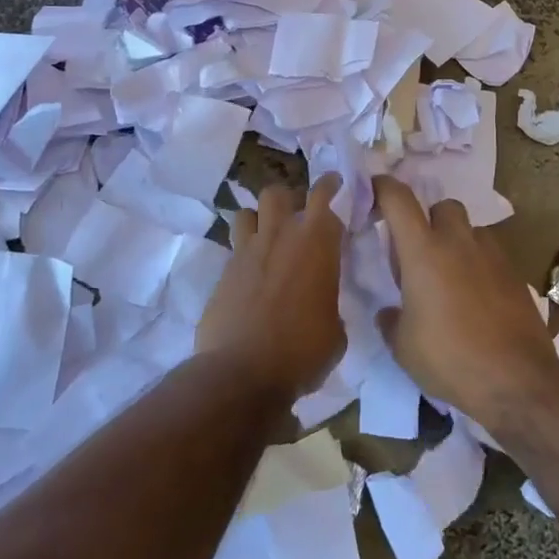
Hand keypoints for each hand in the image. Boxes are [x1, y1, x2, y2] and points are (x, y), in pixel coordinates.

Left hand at [195, 174, 344, 399]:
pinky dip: (243, 253)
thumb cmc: (302, 352)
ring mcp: (247, 251)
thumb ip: (330, 304)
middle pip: (279, 192)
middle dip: (289, 199)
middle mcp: (280, 236)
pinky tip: (251, 275)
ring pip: (247, 211)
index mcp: (317, 243)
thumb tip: (322, 306)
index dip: (331, 187)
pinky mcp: (223, 272)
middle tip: (298, 218)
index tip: (335, 185)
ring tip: (268, 240)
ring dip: (259, 220)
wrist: (242, 372)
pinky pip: (234, 247)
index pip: (325, 196)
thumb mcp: (335, 331)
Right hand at [372, 176, 558, 423]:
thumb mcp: (403, 347)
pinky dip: (479, 264)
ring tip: (450, 277)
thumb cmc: (450, 359)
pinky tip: (477, 297)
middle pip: (443, 206)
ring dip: (457, 241)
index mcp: (423, 251)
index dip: (382, 188)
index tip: (373, 191)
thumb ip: (391, 320)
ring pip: (470, 229)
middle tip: (420, 251)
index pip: (398, 199)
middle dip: (429, 219)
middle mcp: (458, 242)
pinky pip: (491, 254)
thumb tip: (389, 312)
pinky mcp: (515, 274)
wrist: (517, 380)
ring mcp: (492, 255)